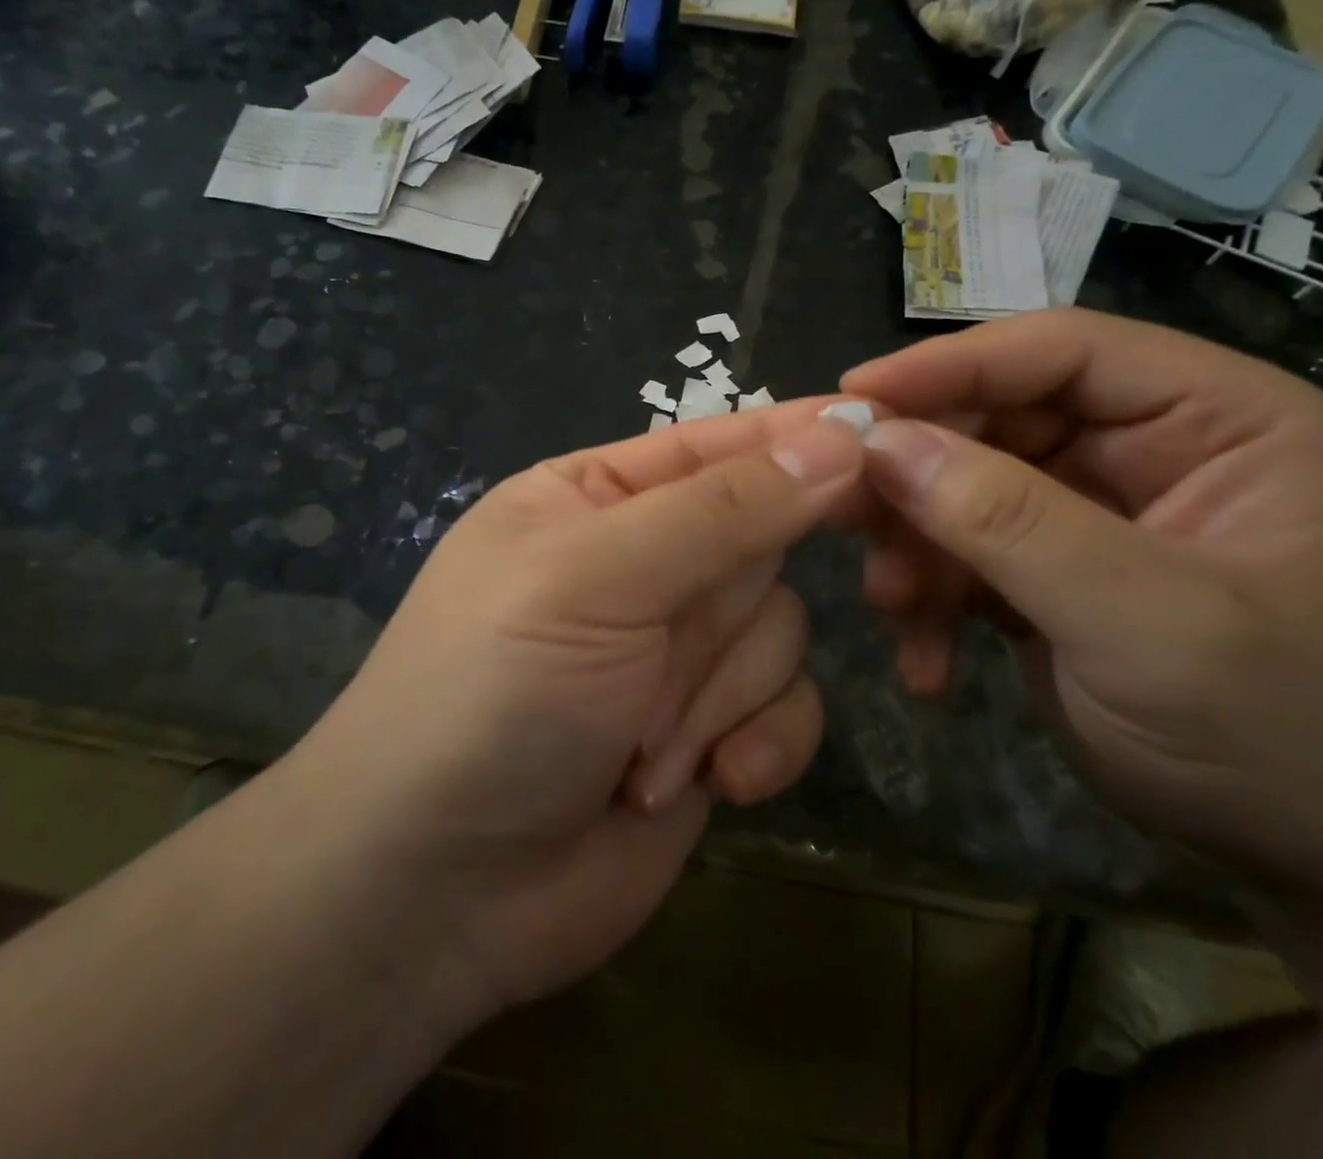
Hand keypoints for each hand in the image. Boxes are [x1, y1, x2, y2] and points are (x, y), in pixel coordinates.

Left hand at [283, 404, 864, 1025]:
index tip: (883, 428)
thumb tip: (840, 438)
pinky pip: (790, 709)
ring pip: (780, 628)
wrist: (439, 893)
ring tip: (640, 747)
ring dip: (719, 695)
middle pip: (761, 542)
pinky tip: (707, 785)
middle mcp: (644, 562)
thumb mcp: (597, 578)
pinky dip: (758, 745)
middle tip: (670, 651)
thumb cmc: (494, 693)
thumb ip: (723, 509)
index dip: (796, 438)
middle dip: (725, 611)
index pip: (719, 444)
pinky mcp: (711, 730)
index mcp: (598, 497)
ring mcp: (680, 651)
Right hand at [841, 310, 1322, 894]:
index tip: (852, 397)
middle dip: (919, 477)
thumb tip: (881, 443)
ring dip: (917, 547)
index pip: (1063, 351)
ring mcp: (1096, 514)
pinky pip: (965, 556)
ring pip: (964, 490)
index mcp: (1218, 419)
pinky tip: (926, 663)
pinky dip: (933, 601)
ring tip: (892, 607)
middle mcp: (1150, 449)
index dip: (950, 364)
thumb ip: (1011, 524)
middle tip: (842, 512)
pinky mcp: (1053, 573)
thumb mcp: (1149, 626)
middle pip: (996, 420)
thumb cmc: (1288, 740)